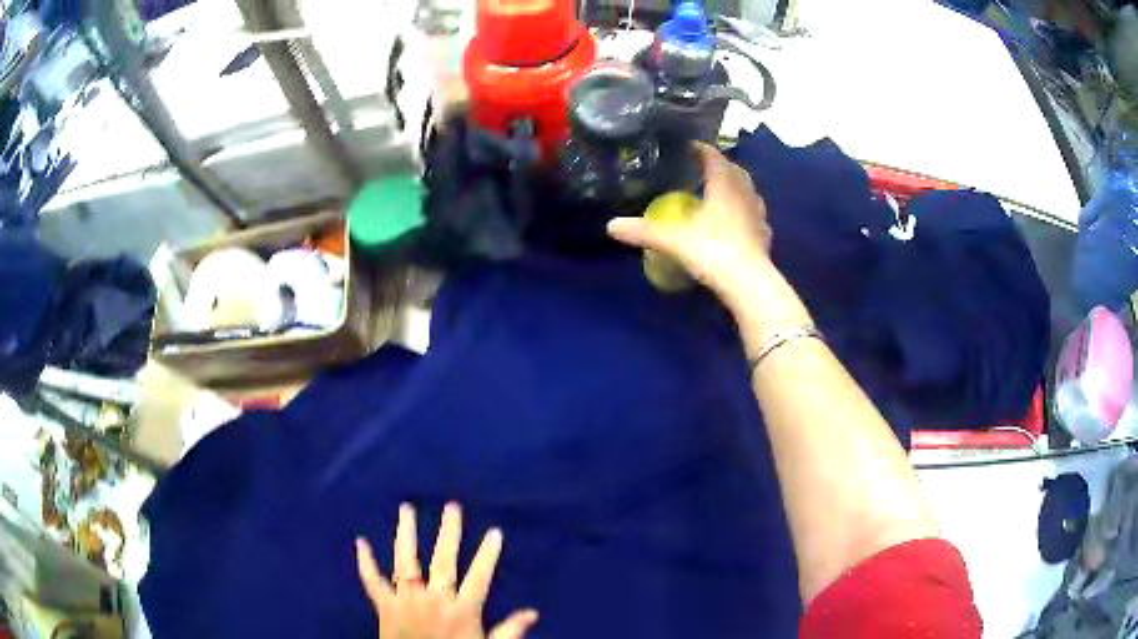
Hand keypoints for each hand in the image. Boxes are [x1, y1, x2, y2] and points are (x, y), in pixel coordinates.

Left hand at [356, 503, 538, 638]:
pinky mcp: (384, 606)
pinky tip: (361, 542)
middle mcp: (434, 599)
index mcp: (462, 610)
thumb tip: (534, 612)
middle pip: (443, 561)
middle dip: (449, 533)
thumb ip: (510, 630)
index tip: (494, 532)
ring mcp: (406, 600)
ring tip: (406, 509)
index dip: (488, 554)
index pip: (479, 576)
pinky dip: (366, 562)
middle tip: (452, 507)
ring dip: (407, 535)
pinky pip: (373, 581)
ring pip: (406, 562)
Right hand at [607, 143, 772, 302]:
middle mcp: (744, 195)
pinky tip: (738, 222)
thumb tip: (610, 226)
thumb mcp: (673, 241)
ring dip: (737, 187)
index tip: (690, 146)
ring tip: (722, 191)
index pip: (714, 158)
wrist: (748, 283)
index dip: (702, 149)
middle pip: (735, 172)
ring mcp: (758, 216)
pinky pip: (756, 216)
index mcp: (723, 187)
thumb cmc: (712, 251)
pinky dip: (746, 212)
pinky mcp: (765, 237)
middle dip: (721, 166)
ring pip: (750, 192)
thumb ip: (644, 231)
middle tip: (706, 167)